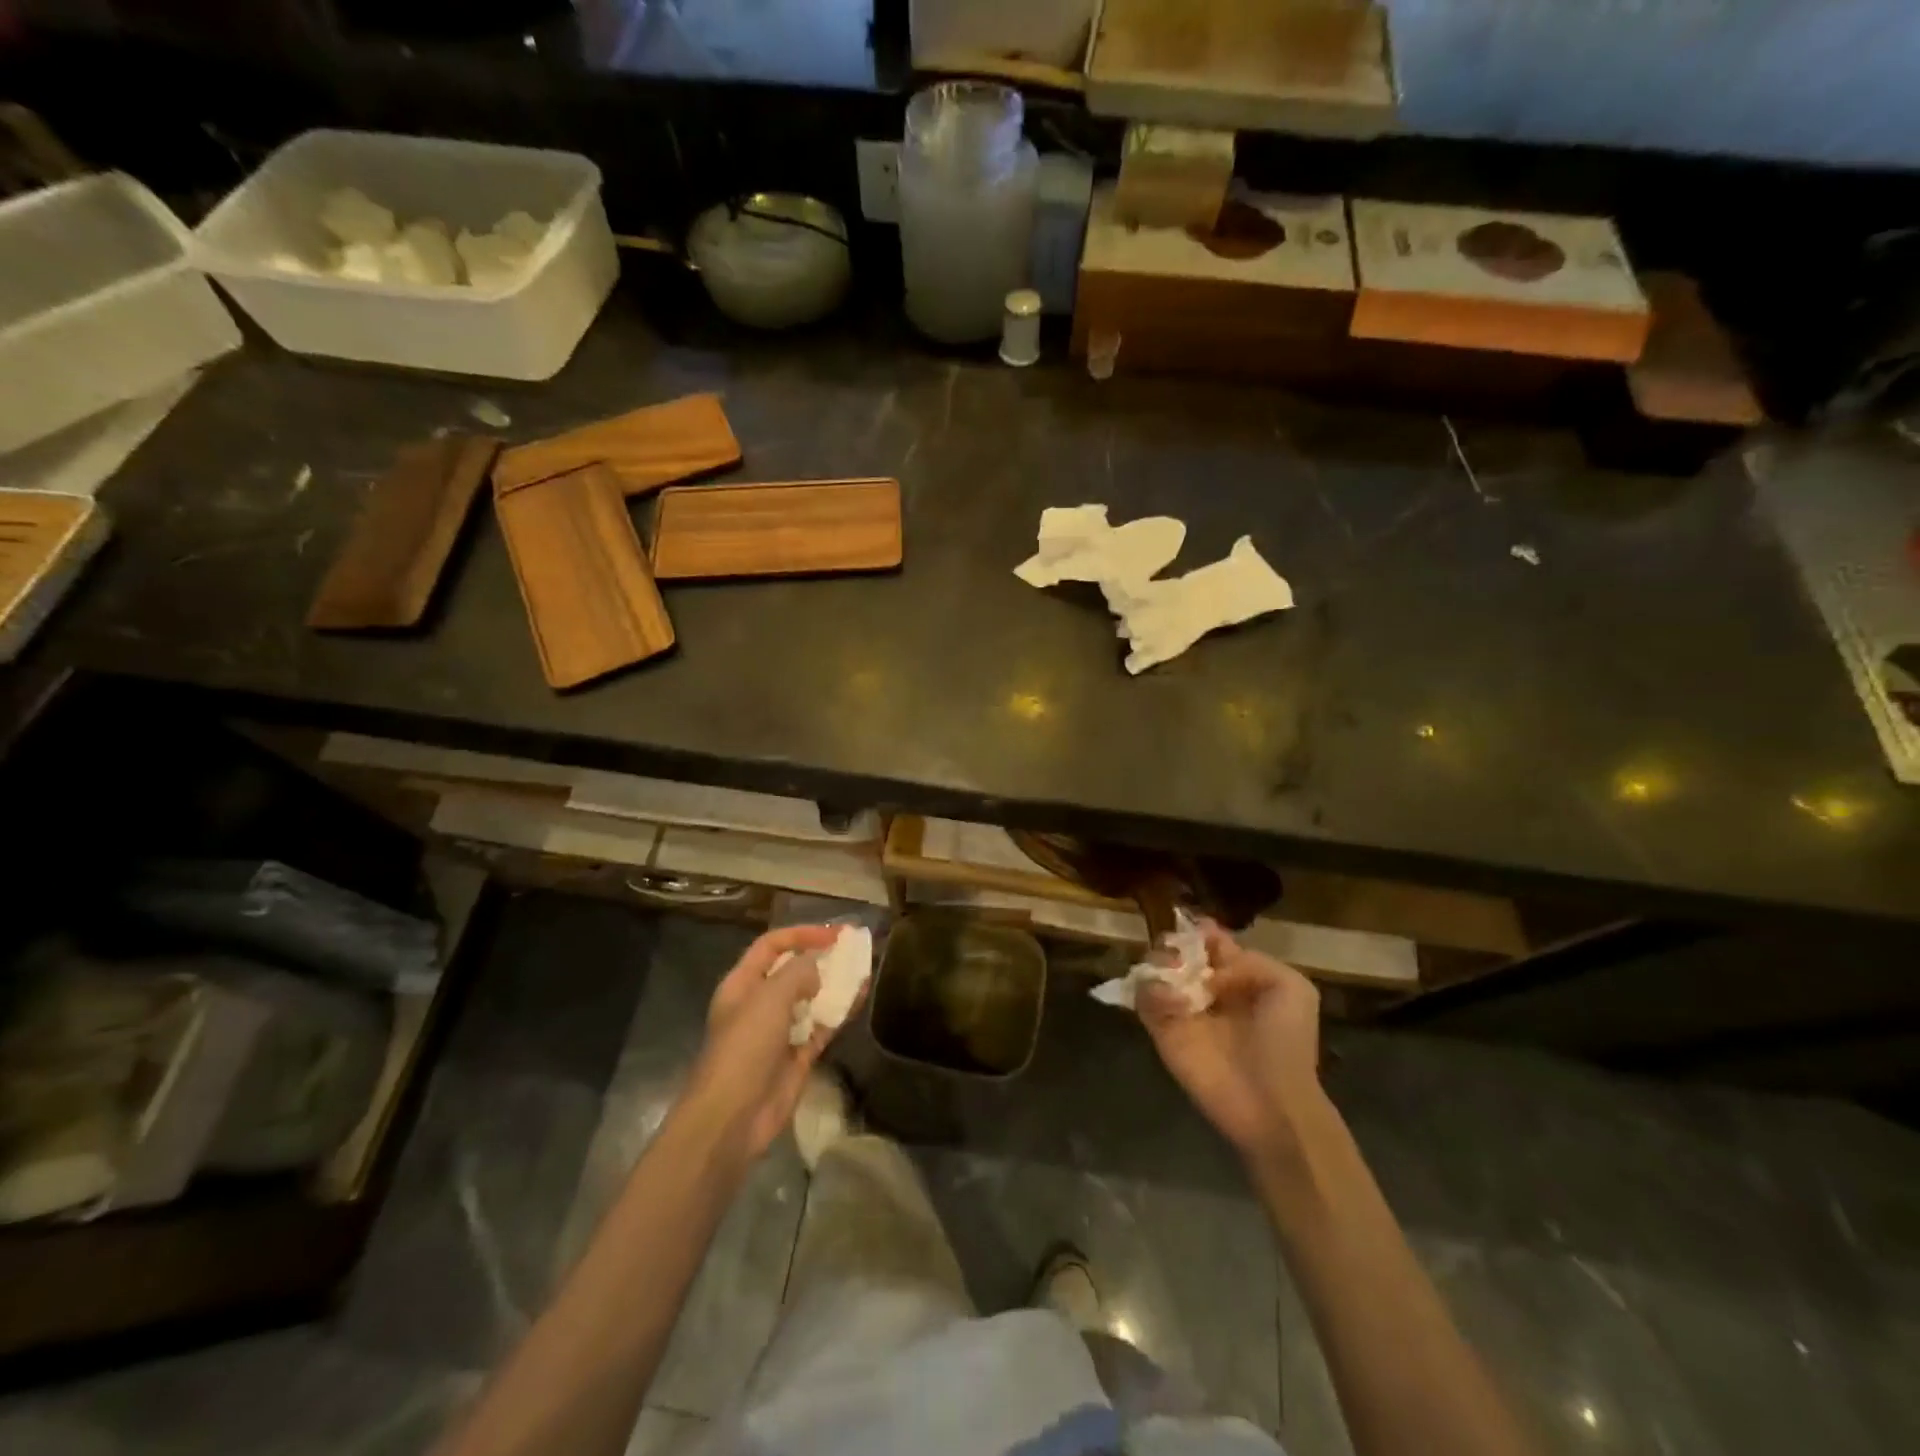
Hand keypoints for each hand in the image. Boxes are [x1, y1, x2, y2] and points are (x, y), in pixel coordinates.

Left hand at [682, 924, 851, 1166]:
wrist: (733, 1117)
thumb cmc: (745, 1046)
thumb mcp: (769, 997)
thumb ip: (797, 973)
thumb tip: (816, 969)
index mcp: (742, 984)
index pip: (771, 946)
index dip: (801, 934)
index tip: (834, 934)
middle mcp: (760, 1003)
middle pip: (793, 970)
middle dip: (821, 956)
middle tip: (853, 946)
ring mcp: (780, 1030)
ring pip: (811, 997)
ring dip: (835, 983)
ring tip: (863, 967)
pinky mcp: (798, 1055)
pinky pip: (822, 1025)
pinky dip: (840, 1011)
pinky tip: (861, 997)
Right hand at [1139, 922, 1324, 1168]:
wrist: (1272, 1103)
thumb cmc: (1286, 1044)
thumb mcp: (1291, 988)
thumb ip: (1250, 961)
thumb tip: (1208, 971)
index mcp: (1236, 975)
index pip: (1208, 941)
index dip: (1200, 930)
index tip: (1194, 926)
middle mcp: (1204, 987)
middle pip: (1175, 949)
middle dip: (1173, 943)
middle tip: (1180, 953)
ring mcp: (1180, 1008)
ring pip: (1153, 968)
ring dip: (1158, 962)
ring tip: (1174, 974)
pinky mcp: (1161, 1030)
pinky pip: (1143, 998)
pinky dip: (1151, 993)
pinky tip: (1174, 1004)